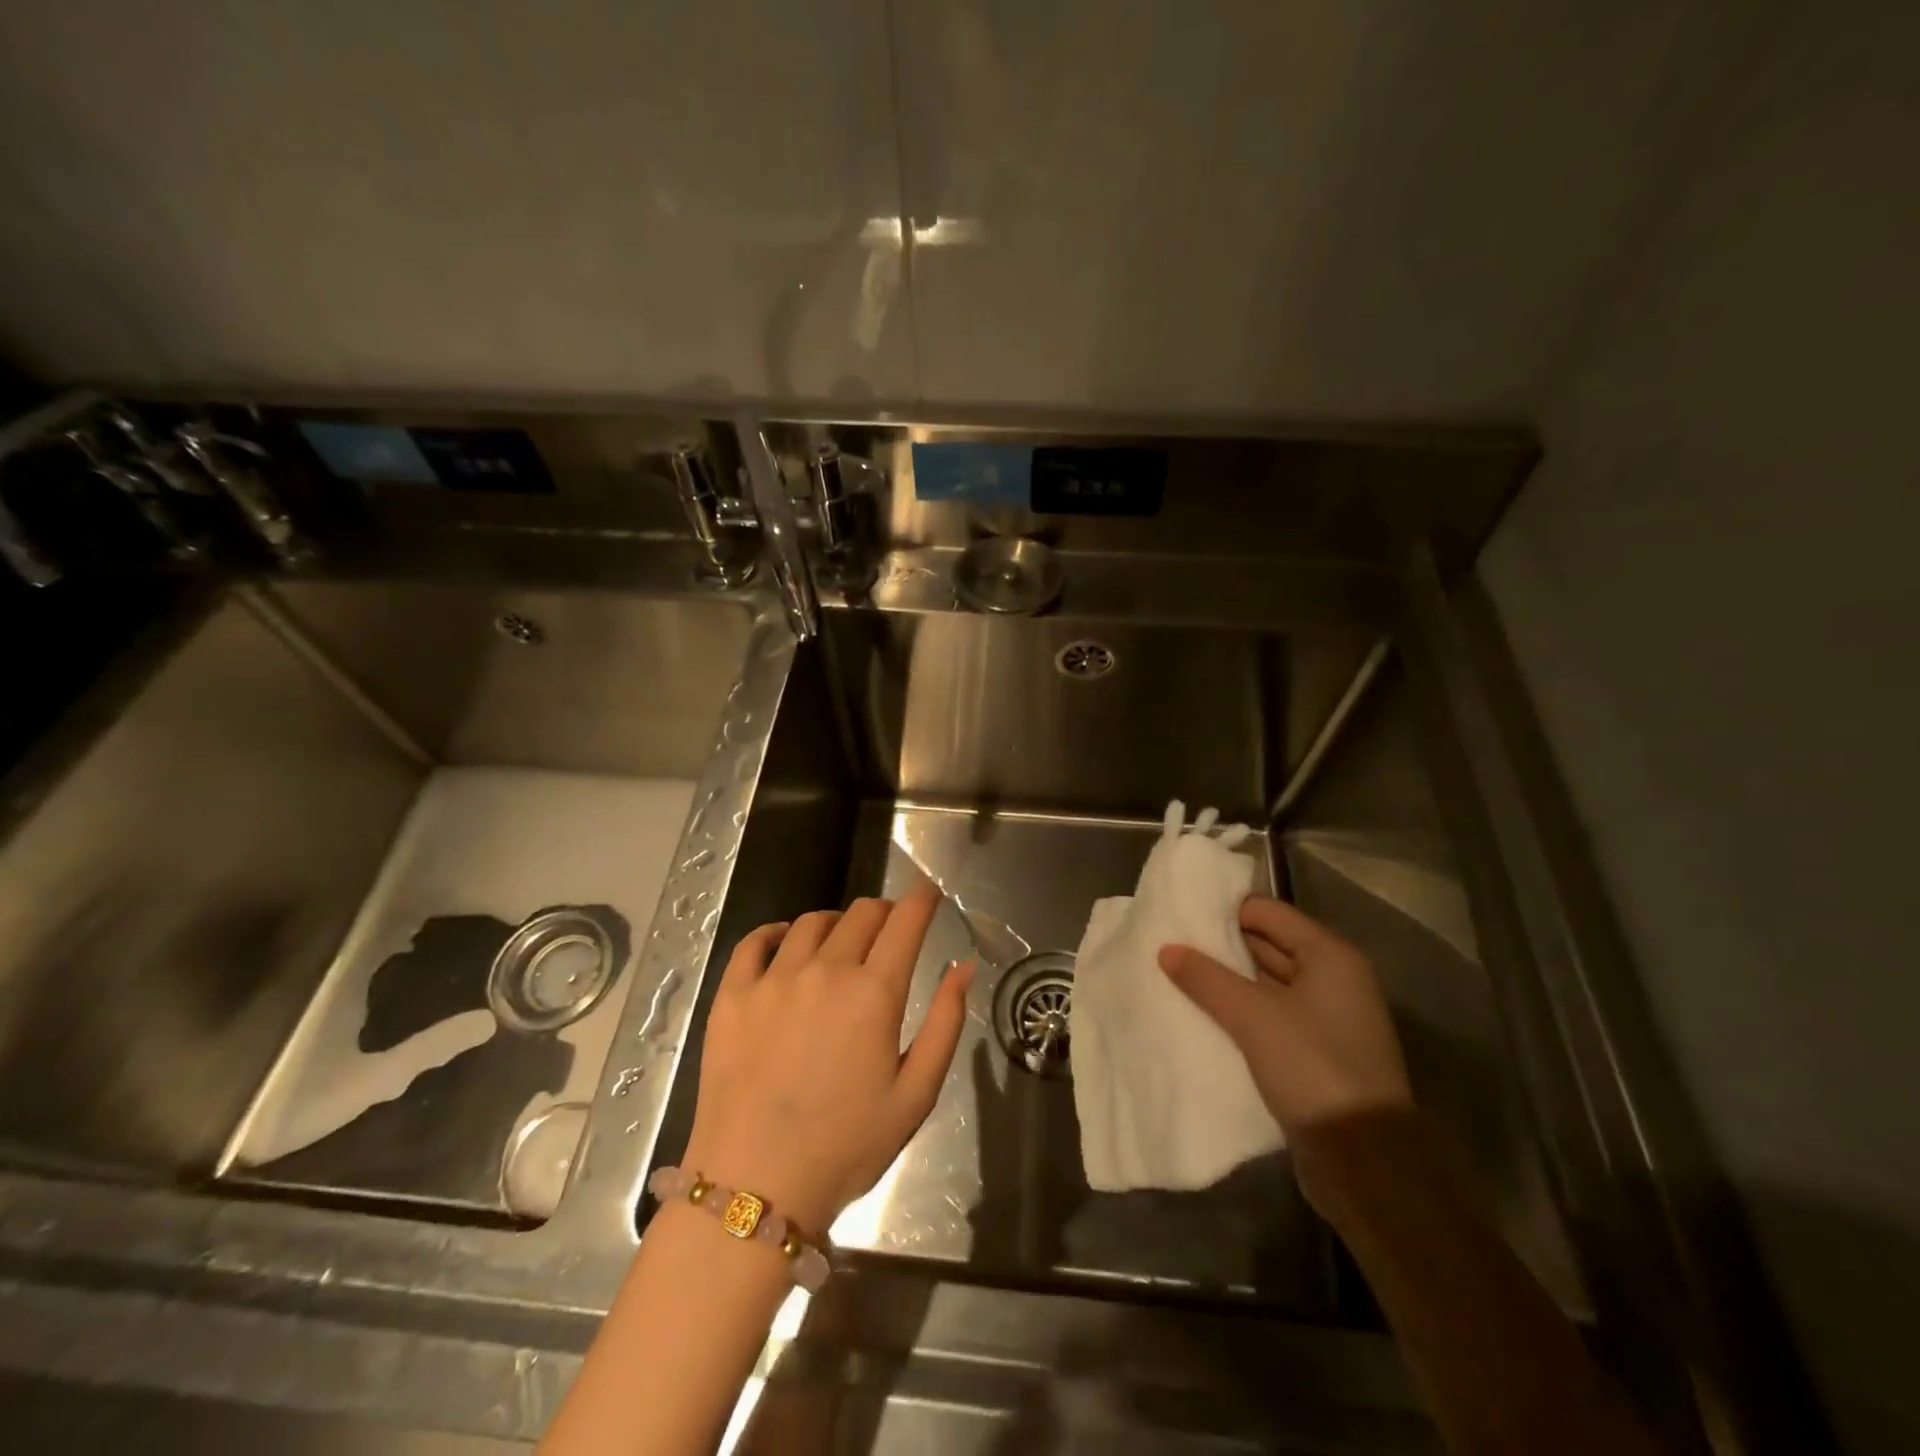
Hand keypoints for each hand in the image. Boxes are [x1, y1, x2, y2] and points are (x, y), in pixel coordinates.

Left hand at [682, 885, 973, 1232]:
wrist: (755, 1187)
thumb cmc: (846, 1146)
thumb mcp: (916, 1095)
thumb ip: (945, 1024)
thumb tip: (964, 967)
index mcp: (874, 993)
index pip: (905, 923)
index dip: (921, 900)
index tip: (928, 894)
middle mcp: (826, 971)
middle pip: (861, 914)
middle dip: (883, 912)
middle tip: (888, 929)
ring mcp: (774, 979)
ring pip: (812, 923)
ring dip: (836, 923)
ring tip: (840, 941)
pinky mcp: (733, 995)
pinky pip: (755, 942)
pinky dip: (776, 932)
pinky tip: (784, 942)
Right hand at [1158, 895, 1411, 1141]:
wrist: (1364, 1161)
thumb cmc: (1312, 1067)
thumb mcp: (1252, 1015)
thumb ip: (1206, 977)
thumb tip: (1167, 949)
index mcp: (1331, 956)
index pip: (1269, 912)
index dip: (1225, 910)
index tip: (1181, 915)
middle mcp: (1336, 979)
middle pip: (1270, 945)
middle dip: (1223, 946)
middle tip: (1172, 944)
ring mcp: (1330, 1018)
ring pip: (1268, 983)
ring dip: (1230, 981)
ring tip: (1178, 976)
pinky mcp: (1319, 1053)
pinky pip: (1273, 1016)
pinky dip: (1242, 1012)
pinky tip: (1205, 1014)